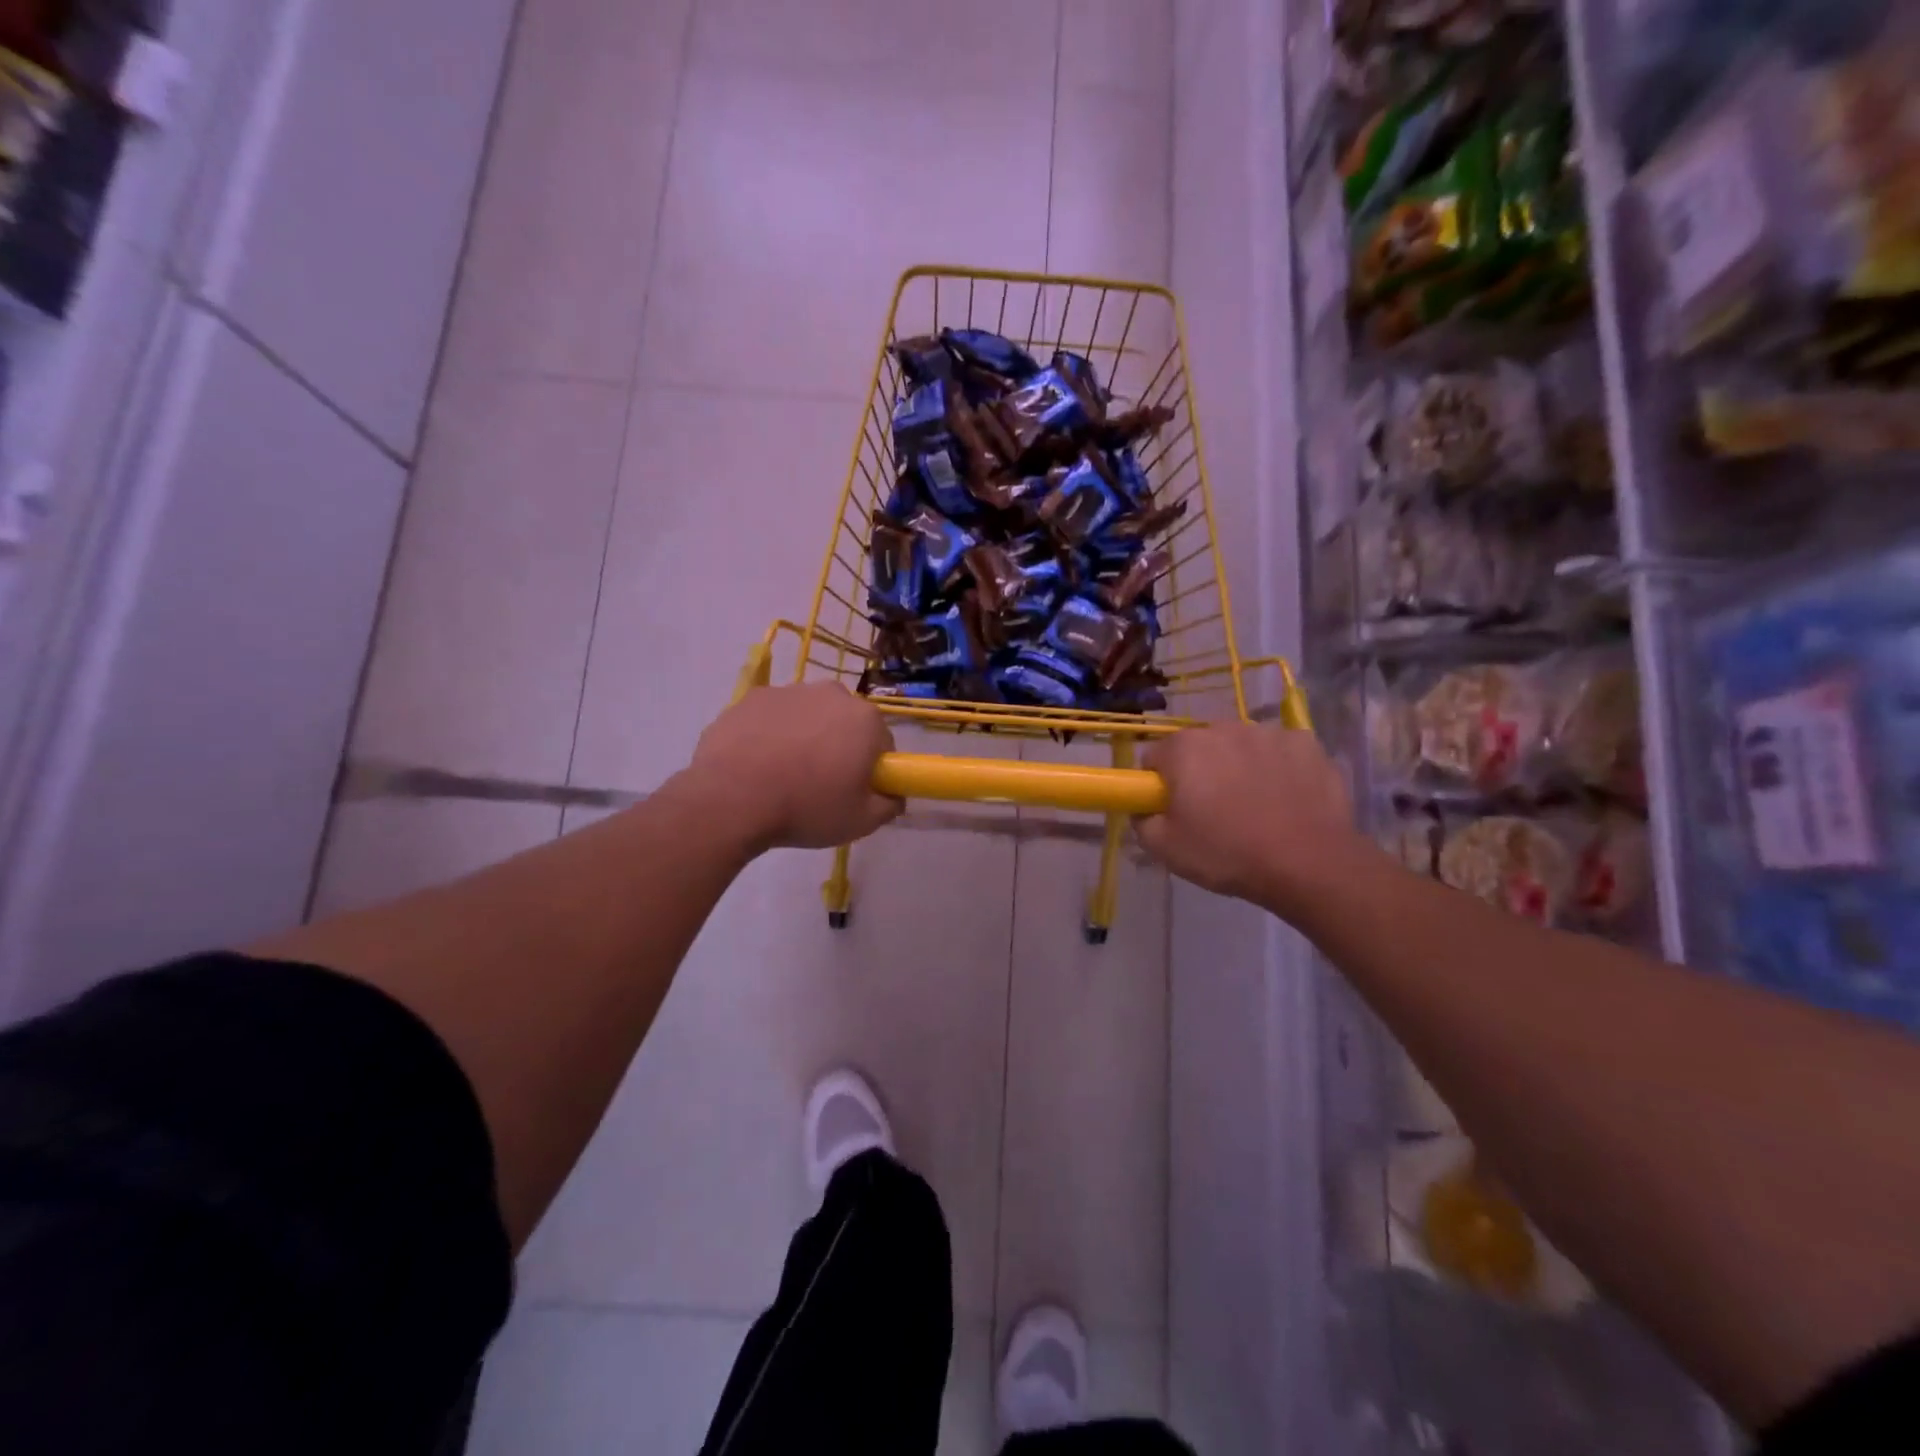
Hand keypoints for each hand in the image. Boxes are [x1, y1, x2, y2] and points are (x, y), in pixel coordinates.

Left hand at [687, 684, 902, 851]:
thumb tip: (894, 794)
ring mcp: (788, 691)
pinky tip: (757, 764)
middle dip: (838, 746)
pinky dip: (770, 734)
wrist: (731, 799)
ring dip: (804, 737)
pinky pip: (772, 717)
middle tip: (820, 784)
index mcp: (865, 719)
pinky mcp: (751, 697)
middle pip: (845, 722)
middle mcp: (831, 694)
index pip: (882, 742)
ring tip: (783, 775)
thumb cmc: (806, 808)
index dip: (871, 768)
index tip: (855, 791)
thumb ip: (889, 805)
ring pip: (808, 716)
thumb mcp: (861, 821)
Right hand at [1136, 722, 1372, 917]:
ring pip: (1241, 748)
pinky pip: (1280, 752)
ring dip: (1239, 768)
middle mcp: (1223, 728)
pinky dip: (1278, 768)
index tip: (1174, 811)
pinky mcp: (1307, 744)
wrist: (1309, 863)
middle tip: (1213, 813)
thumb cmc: (1228, 853)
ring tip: (1255, 808)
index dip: (1160, 785)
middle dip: (1201, 772)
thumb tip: (1145, 808)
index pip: (1155, 758)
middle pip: (1199, 748)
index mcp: (1184, 748)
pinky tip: (1286, 798)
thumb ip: (1141, 820)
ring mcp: (1269, 733)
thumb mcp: (1165, 848)